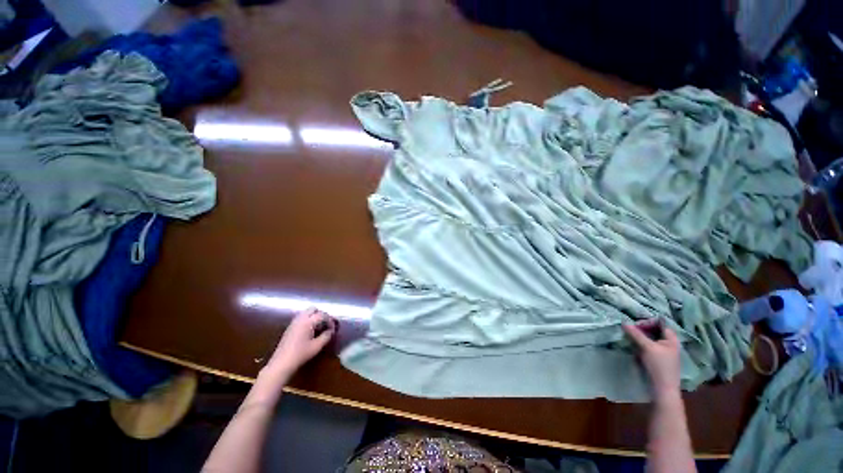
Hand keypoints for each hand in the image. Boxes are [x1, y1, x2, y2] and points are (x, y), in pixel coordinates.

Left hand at [266, 307, 336, 375]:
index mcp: (308, 321)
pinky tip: (310, 330)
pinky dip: (308, 320)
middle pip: (313, 309)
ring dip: (314, 316)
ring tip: (319, 326)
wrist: (281, 363)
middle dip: (322, 314)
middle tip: (326, 324)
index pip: (323, 315)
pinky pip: (301, 318)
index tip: (333, 328)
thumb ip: (326, 336)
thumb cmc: (301, 354)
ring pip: (306, 312)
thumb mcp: (317, 346)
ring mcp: (294, 322)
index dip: (330, 320)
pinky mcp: (290, 327)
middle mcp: (300, 318)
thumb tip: (331, 331)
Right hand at [623, 321, 680, 400]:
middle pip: (655, 331)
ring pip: (650, 339)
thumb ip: (636, 334)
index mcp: (671, 339)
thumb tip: (624, 322)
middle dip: (642, 330)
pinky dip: (641, 345)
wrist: (663, 388)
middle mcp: (669, 344)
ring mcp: (664, 352)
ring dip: (640, 338)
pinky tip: (635, 349)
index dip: (648, 322)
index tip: (635, 325)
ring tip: (631, 339)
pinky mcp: (658, 359)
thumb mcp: (647, 347)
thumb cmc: (659, 366)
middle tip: (631, 331)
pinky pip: (649, 347)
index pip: (660, 323)